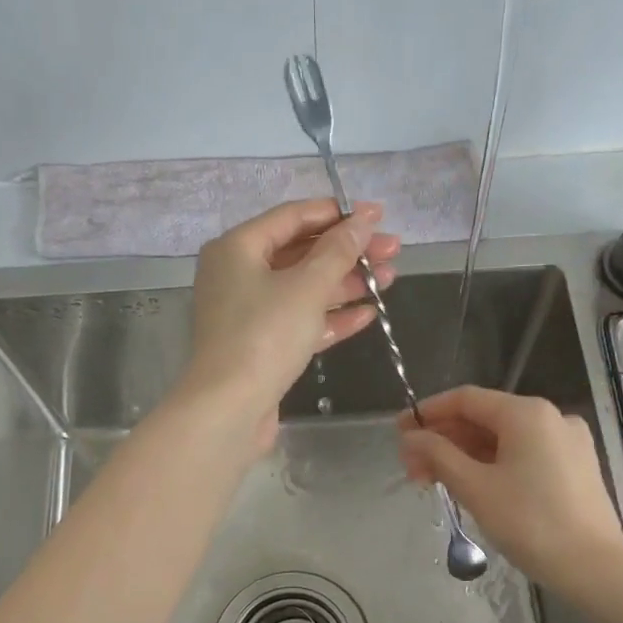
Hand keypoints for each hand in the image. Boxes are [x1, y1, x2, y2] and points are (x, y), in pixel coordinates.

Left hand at [181, 199, 399, 452]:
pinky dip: (331, 316)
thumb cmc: (264, 336)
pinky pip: (301, 321)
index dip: (337, 213)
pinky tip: (368, 314)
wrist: (229, 408)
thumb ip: (338, 251)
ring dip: (346, 283)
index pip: (292, 217)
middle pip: (301, 253)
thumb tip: (364, 220)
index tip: (377, 214)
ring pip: (304, 289)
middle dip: (348, 251)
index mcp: (238, 248)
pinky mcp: (262, 346)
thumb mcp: (306, 287)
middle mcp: (239, 275)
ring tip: (389, 278)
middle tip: (392, 249)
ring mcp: (249, 313)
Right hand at [398, 386, 622, 594]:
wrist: (593, 568)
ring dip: (465, 455)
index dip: (428, 412)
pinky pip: (524, 454)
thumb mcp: (475, 487)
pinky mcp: (575, 467)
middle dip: (444, 440)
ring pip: (503, 439)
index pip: (465, 399)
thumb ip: (438, 455)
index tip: (399, 431)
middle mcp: (550, 417)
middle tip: (412, 468)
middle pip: (484, 418)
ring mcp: (567, 442)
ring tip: (434, 481)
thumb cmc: (529, 522)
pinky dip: (493, 464)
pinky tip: (472, 485)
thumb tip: (411, 437)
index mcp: (526, 413)